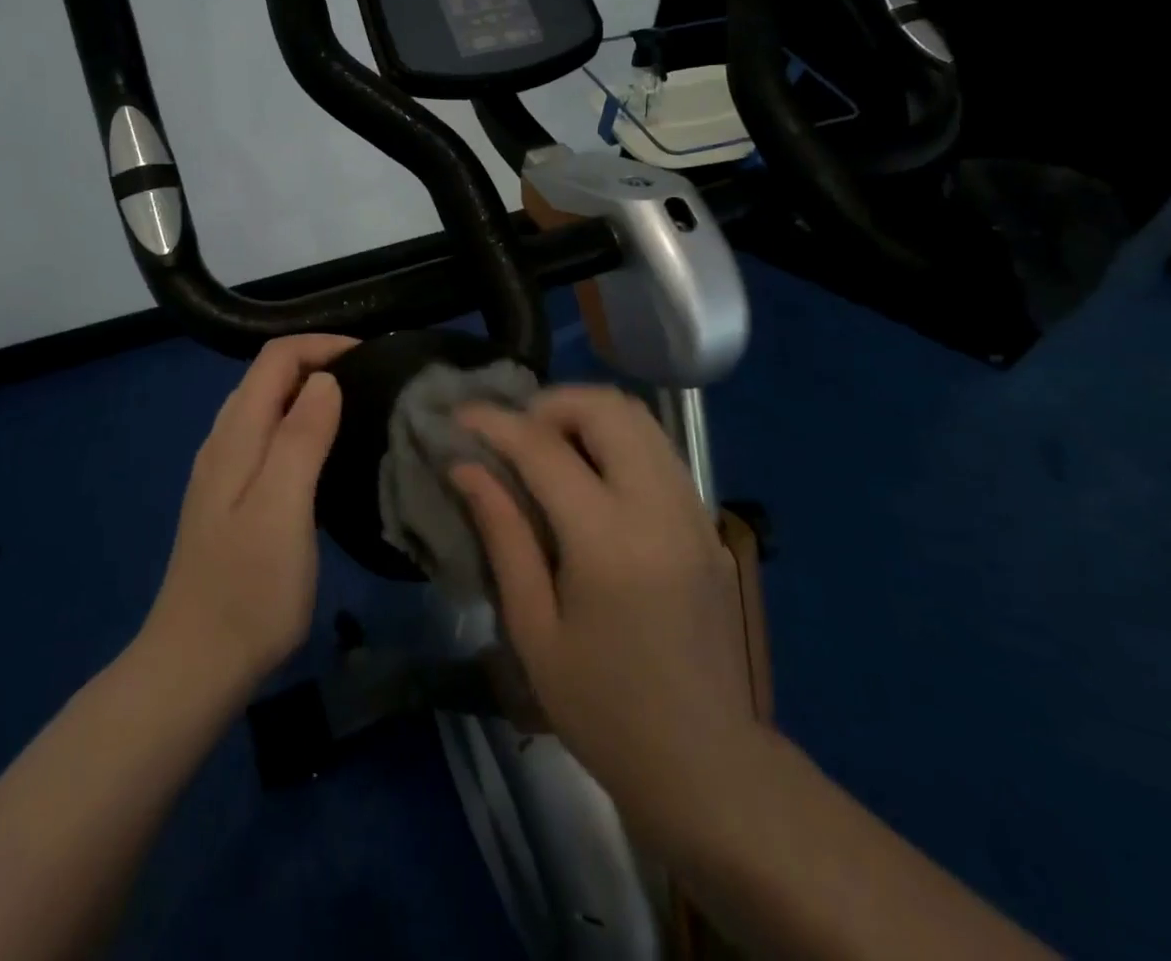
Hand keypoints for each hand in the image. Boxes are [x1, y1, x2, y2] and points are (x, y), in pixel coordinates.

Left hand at [142, 334, 353, 696]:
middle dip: (318, 362)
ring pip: (266, 405)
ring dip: (308, 392)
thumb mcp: (283, 508)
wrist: (195, 665)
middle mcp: (223, 442)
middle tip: (372, 380)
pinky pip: (266, 437)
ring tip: (356, 407)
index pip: (275, 358)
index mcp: (236, 435)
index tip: (371, 357)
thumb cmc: (249, 589)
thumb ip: (301, 438)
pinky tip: (323, 452)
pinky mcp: (230, 499)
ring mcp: (222, 472)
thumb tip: (325, 380)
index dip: (322, 345)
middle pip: (268, 376)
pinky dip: (298, 423)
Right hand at [453, 386, 758, 840]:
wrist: (707, 765)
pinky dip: (617, 440)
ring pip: (641, 419)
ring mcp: (694, 512)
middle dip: (551, 404)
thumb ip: (503, 534)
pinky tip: (590, 478)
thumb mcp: (534, 628)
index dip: (496, 422)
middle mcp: (660, 508)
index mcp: (609, 541)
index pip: (545, 448)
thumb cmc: (603, 709)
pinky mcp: (709, 525)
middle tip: (513, 434)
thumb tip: (465, 468)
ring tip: (547, 448)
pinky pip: (660, 451)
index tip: (460, 415)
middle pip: (608, 409)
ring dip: (586, 416)